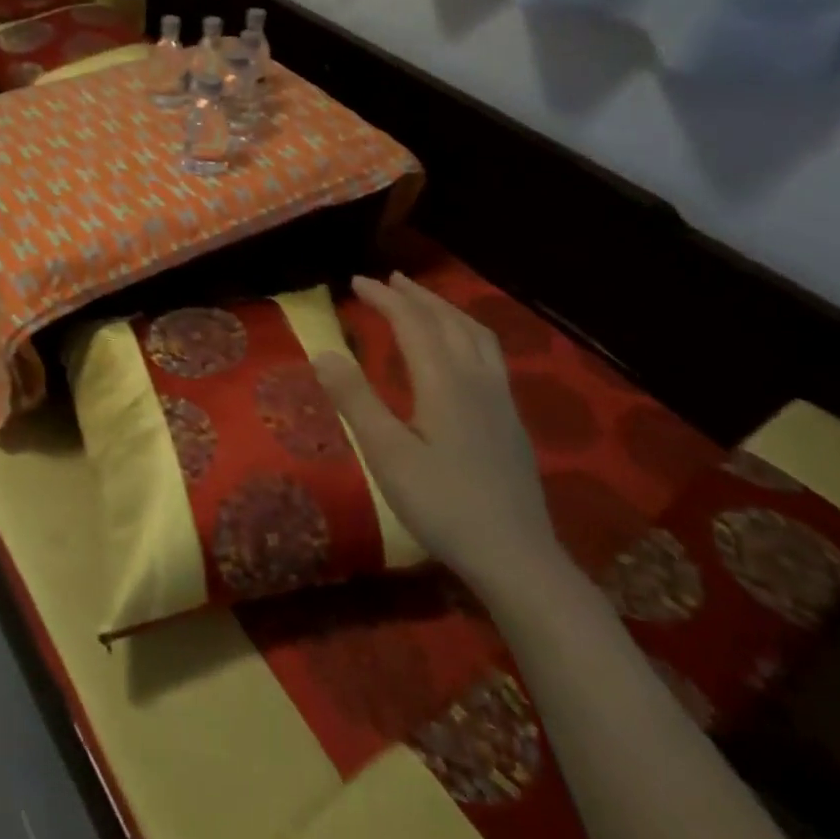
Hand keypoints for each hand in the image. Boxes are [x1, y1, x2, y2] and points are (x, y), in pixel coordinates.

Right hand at [313, 273, 560, 588]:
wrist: (517, 558)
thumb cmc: (443, 505)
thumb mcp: (386, 454)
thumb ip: (355, 399)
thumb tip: (322, 352)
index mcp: (444, 381)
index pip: (412, 323)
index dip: (384, 298)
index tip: (355, 282)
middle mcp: (476, 378)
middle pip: (448, 320)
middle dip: (416, 296)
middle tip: (388, 280)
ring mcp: (500, 399)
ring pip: (475, 334)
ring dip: (446, 309)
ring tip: (423, 302)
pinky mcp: (511, 420)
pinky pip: (489, 353)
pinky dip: (466, 332)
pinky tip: (460, 351)